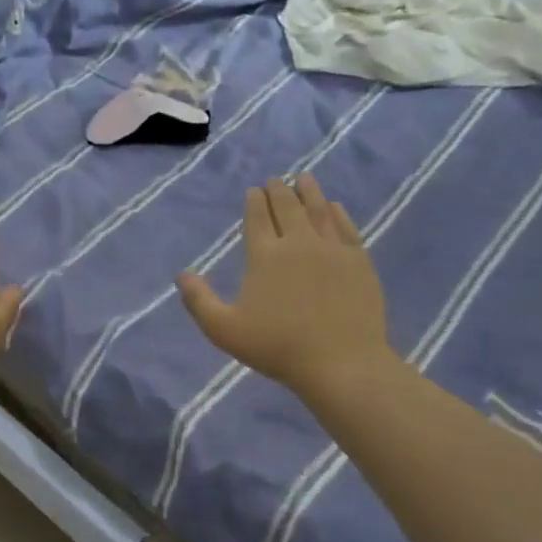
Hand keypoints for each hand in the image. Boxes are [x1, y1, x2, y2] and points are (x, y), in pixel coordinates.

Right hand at [178, 175, 395, 398]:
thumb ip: (199, 301)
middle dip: (279, 190)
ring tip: (304, 178)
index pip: (257, 218)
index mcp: (264, 256)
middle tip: (275, 180)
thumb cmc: (278, 347)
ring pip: (318, 210)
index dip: (254, 201)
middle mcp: (298, 243)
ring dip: (309, 192)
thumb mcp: (225, 330)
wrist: (342, 363)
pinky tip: (334, 206)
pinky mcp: (359, 261)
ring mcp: (332, 250)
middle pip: (287, 208)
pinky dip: (337, 213)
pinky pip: (346, 227)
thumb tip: (182, 274)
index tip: (254, 190)